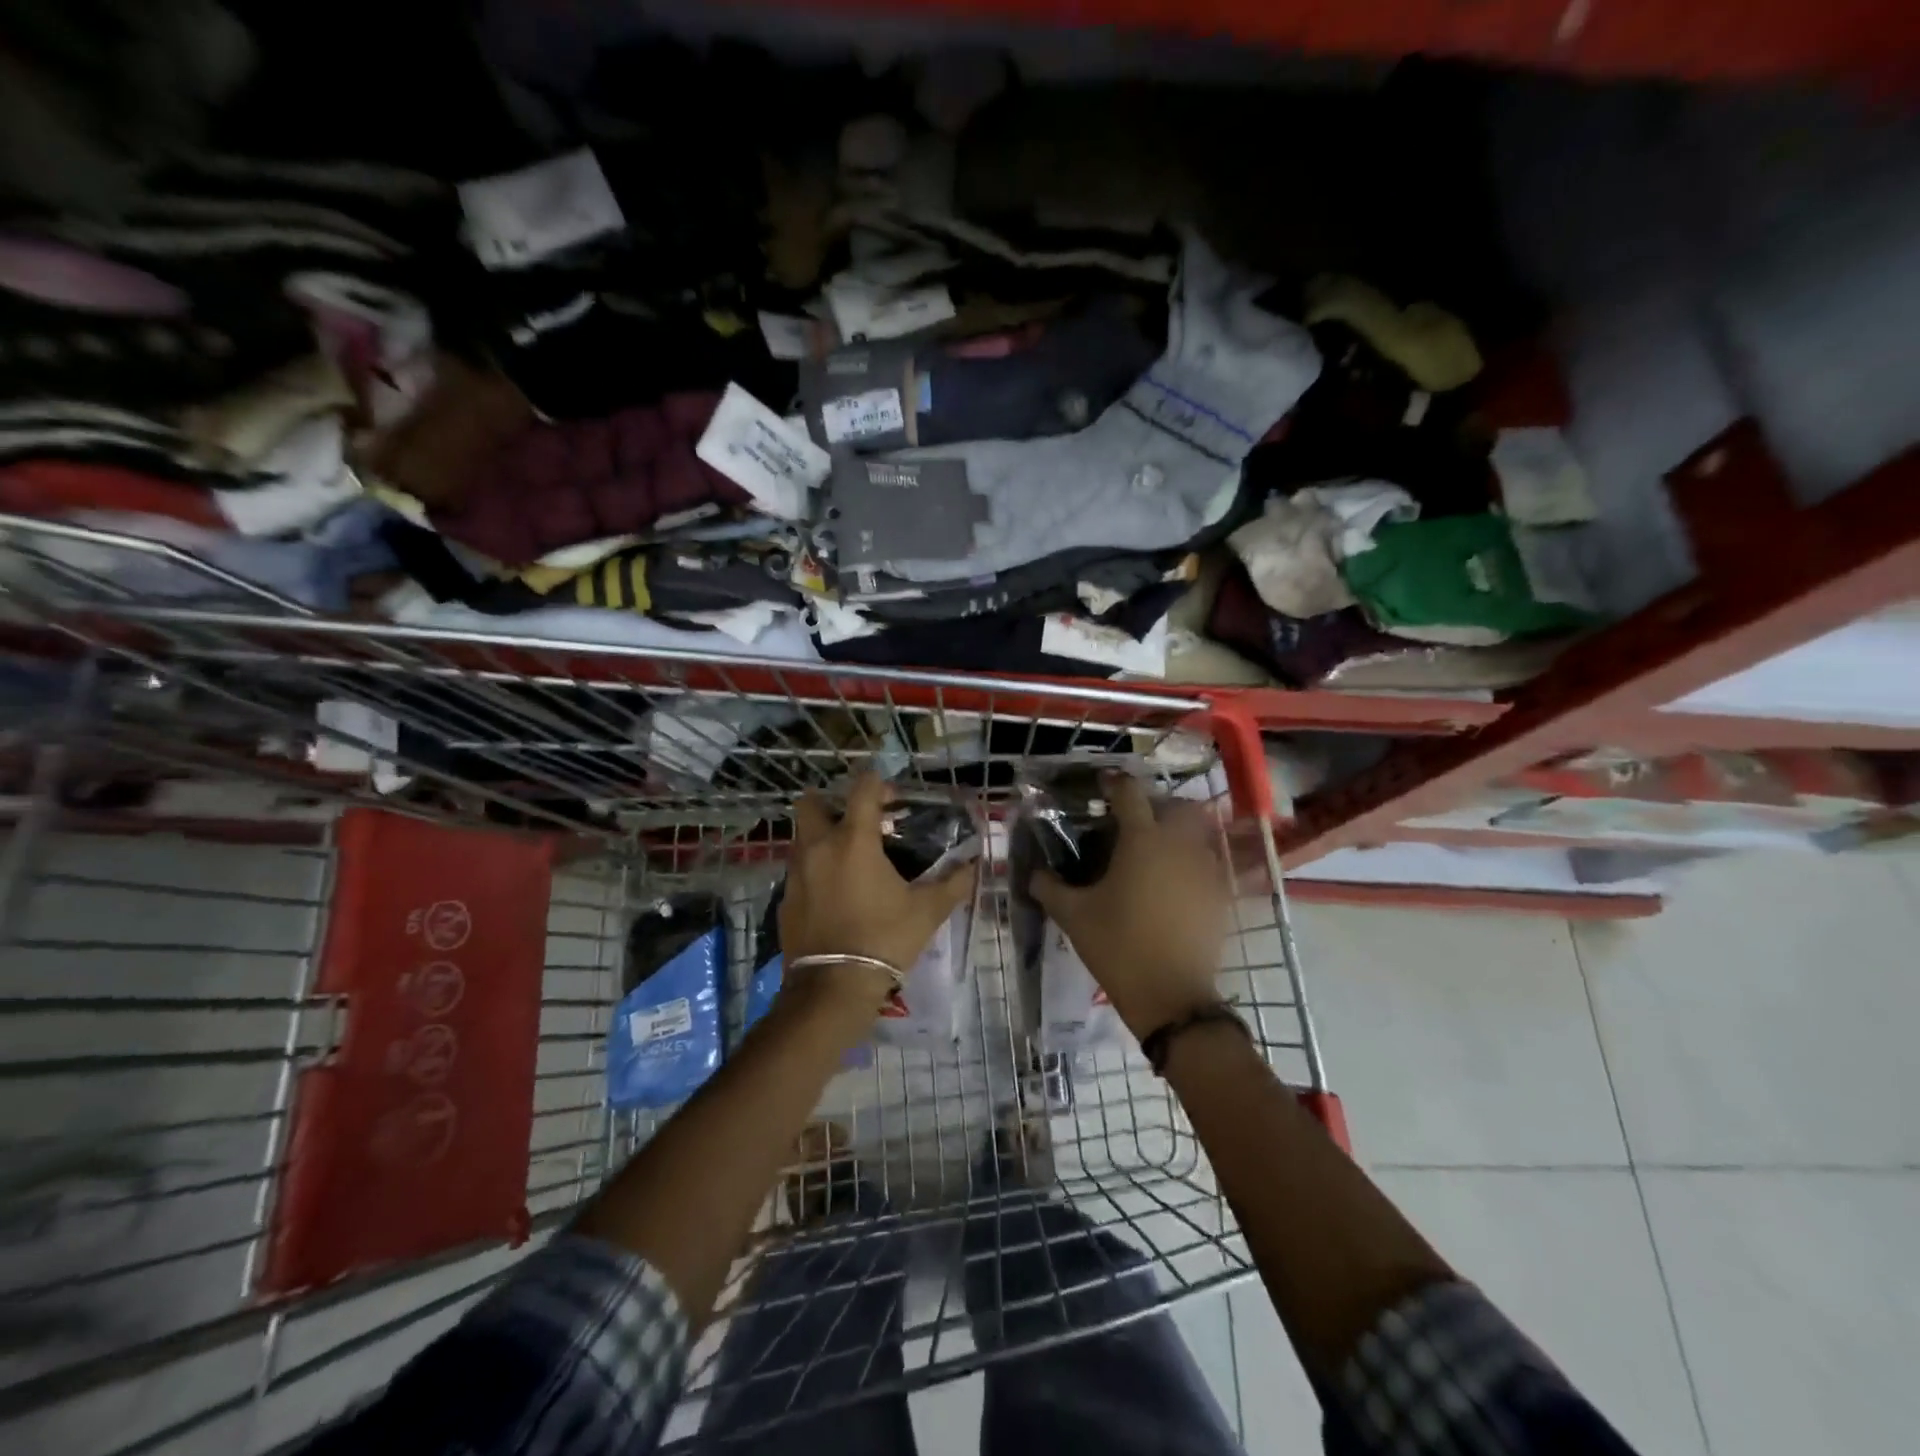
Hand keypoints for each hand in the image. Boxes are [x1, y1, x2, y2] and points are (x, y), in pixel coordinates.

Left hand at [779, 773, 976, 1019]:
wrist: (833, 987)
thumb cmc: (884, 939)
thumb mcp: (927, 911)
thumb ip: (953, 883)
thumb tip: (973, 866)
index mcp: (853, 840)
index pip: (862, 789)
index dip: (878, 784)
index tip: (893, 797)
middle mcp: (818, 847)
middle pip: (811, 803)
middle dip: (832, 803)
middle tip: (858, 822)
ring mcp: (796, 873)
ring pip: (801, 837)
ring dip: (822, 836)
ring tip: (849, 859)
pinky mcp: (785, 899)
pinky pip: (798, 870)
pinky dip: (815, 871)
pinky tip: (835, 894)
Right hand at [1031, 773, 1228, 1038]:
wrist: (1171, 997)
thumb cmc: (1117, 947)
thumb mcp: (1073, 916)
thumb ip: (1049, 887)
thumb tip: (1034, 874)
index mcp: (1142, 840)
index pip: (1129, 793)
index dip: (1114, 783)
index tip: (1101, 785)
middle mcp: (1179, 846)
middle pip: (1178, 807)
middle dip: (1158, 806)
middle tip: (1134, 822)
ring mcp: (1205, 871)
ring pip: (1197, 836)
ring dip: (1177, 836)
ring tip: (1152, 855)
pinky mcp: (1219, 898)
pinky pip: (1207, 868)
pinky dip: (1190, 867)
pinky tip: (1170, 888)